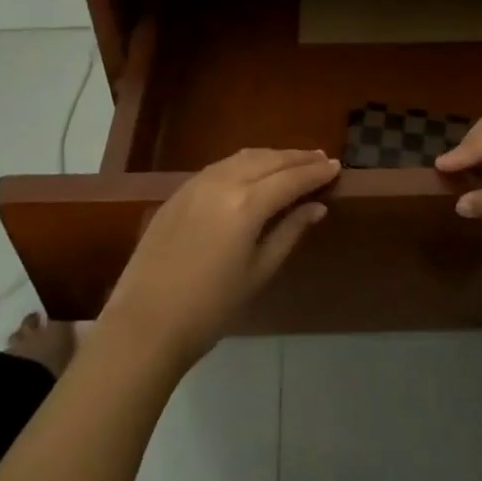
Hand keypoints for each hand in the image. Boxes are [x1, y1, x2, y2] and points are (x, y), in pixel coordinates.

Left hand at [101, 148, 339, 370]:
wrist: (145, 324)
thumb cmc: (210, 308)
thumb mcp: (258, 273)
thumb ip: (288, 232)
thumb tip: (316, 207)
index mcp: (246, 204)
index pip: (290, 179)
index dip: (315, 172)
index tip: (336, 166)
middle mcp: (223, 182)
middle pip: (269, 160)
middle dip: (297, 158)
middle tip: (321, 158)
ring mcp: (197, 183)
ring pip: (244, 157)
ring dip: (272, 156)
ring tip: (293, 161)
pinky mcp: (179, 191)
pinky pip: (222, 165)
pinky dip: (245, 163)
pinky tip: (254, 171)